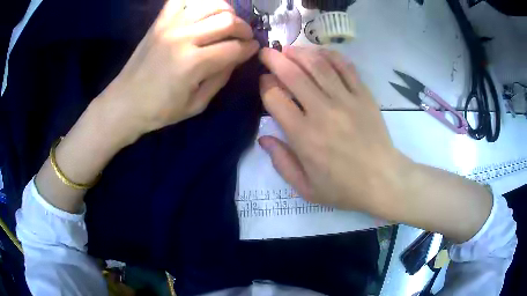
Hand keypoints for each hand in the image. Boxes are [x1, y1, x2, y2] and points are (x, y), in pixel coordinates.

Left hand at [98, 0, 259, 143]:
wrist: (125, 103)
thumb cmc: (159, 111)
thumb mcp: (196, 105)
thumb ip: (221, 78)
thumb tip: (237, 57)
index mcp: (193, 64)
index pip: (234, 48)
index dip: (249, 48)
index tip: (253, 49)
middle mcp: (184, 38)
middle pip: (227, 21)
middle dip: (244, 28)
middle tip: (245, 36)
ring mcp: (170, 26)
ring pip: (211, 5)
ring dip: (227, 11)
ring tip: (227, 21)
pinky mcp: (159, 21)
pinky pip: (182, 0)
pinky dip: (198, 1)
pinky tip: (203, 11)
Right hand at [258, 47, 492, 242]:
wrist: (383, 181)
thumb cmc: (343, 188)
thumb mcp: (306, 188)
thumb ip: (281, 163)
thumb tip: (263, 137)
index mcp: (304, 136)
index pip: (275, 98)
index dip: (265, 85)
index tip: (264, 82)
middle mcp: (322, 111)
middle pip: (292, 74)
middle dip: (275, 59)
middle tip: (267, 52)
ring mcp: (345, 100)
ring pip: (318, 65)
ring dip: (299, 53)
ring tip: (289, 49)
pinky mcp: (363, 95)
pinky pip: (345, 68)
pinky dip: (330, 56)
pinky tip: (320, 52)